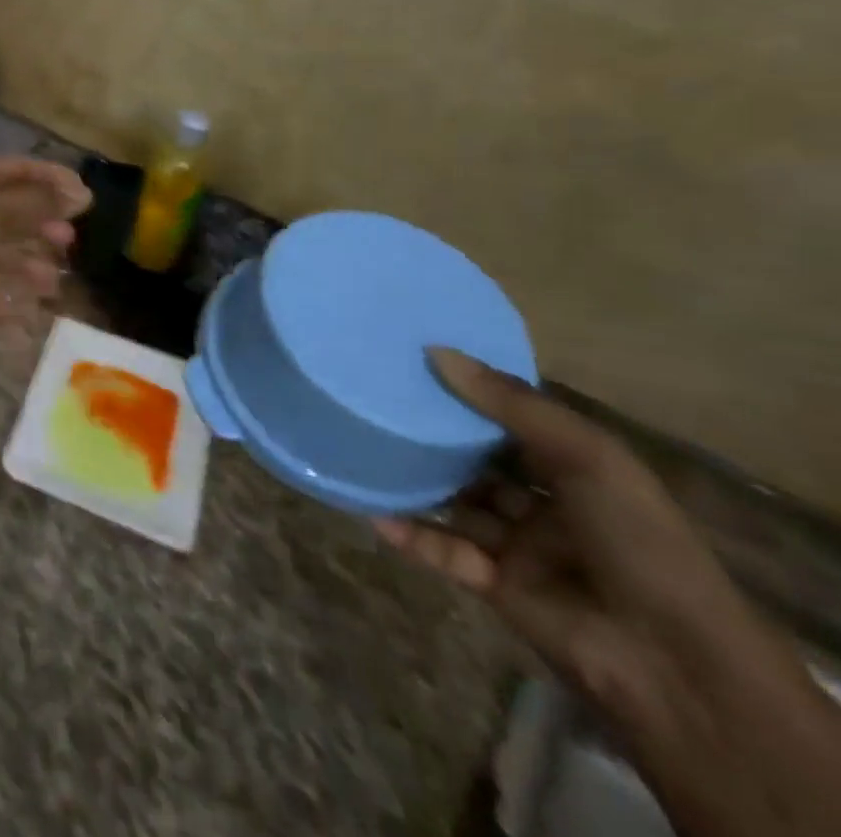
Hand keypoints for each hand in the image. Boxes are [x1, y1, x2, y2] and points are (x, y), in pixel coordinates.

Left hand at [0, 156, 90, 335]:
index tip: (87, 200)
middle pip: (4, 212)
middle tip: (70, 248)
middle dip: (38, 228)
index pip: (17, 170)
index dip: (51, 180)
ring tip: (51, 287)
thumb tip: (79, 194)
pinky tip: (16, 317)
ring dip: (20, 267)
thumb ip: (32, 206)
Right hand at [378, 349, 840, 836]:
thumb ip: (513, 406)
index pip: (504, 413)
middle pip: (468, 454)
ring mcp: (513, 547)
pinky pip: (433, 550)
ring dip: (401, 475)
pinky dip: (399, 530)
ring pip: (444, 499)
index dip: (461, 382)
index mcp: (571, 469)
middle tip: (359, 389)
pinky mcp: (490, 587)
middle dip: (419, 426)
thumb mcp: (590, 463)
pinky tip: (359, 506)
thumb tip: (435, 351)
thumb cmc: (646, 554)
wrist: (682, 681)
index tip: (403, 349)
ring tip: (346, 438)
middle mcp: (539, 500)